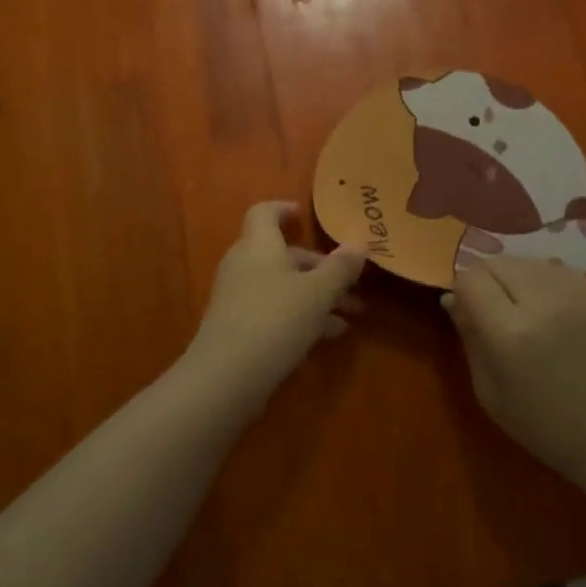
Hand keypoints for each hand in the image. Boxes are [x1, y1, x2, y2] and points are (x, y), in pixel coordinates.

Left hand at [186, 202, 366, 402]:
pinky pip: (272, 311)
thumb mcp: (318, 293)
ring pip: (281, 286)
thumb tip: (359, 243)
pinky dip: (299, 317)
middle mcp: (244, 265)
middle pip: (282, 255)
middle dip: (320, 268)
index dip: (284, 209)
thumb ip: (340, 268)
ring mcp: (237, 298)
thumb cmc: (275, 320)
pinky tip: (326, 337)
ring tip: (350, 317)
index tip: (304, 216)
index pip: (264, 212)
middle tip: (352, 285)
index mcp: (259, 245)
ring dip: (315, 296)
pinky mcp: (236, 328)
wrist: (226, 377)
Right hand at [443, 257, 585, 488]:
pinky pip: (556, 269)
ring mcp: (576, 294)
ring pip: (526, 261)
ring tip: (523, 308)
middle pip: (497, 263)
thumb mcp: (489, 391)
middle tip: (494, 310)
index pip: (470, 279)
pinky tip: (550, 309)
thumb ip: (469, 337)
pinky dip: (543, 281)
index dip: (463, 292)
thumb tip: (452, 298)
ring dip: (515, 278)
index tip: (468, 311)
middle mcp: (542, 303)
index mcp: (510, 333)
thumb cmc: (543, 424)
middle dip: (486, 281)